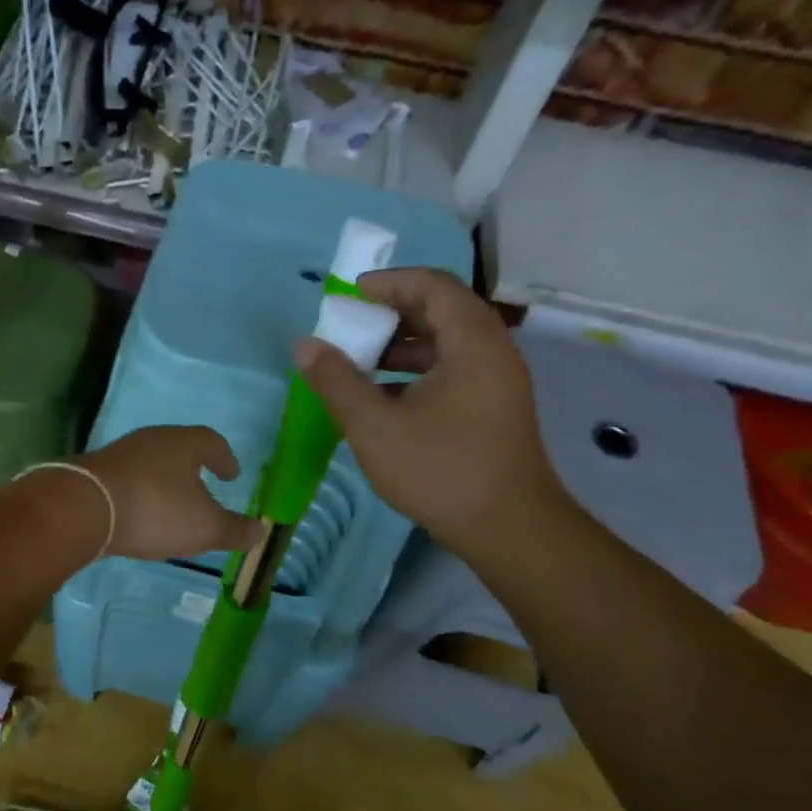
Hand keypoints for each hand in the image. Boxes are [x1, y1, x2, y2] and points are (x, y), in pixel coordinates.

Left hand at [79, 426, 262, 561]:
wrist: (84, 509)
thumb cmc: (156, 510)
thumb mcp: (205, 527)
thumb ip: (234, 530)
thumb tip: (260, 531)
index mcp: (184, 443)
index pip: (212, 442)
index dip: (225, 458)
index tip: (231, 474)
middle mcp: (152, 439)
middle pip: (179, 448)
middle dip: (193, 467)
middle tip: (203, 486)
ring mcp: (120, 453)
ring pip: (151, 463)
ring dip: (164, 481)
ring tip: (172, 505)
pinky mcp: (95, 472)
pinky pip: (128, 479)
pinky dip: (140, 493)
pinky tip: (139, 514)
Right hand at [294, 268, 562, 558]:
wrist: (507, 528)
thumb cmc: (439, 469)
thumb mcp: (374, 425)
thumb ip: (336, 381)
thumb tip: (304, 345)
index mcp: (472, 343)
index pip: (434, 286)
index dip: (390, 282)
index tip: (351, 293)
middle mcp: (493, 352)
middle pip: (443, 310)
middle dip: (393, 313)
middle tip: (353, 326)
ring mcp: (498, 382)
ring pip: (448, 343)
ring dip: (404, 344)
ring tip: (362, 362)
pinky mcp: (494, 408)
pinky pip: (455, 370)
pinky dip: (418, 370)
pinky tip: (386, 398)